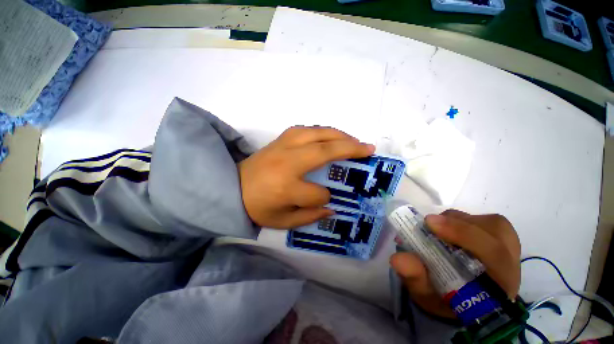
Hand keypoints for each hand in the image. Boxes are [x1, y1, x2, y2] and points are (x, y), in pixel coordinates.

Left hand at [238, 126, 374, 228]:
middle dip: (349, 149)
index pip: (317, 192)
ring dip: (339, 135)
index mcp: (286, 187)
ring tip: (354, 140)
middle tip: (368, 148)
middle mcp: (287, 161)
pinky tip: (331, 135)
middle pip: (324, 150)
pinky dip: (323, 131)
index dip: (324, 197)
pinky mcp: (280, 138)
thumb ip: (309, 216)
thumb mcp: (282, 222)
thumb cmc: (257, 206)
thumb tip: (332, 207)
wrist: (231, 186)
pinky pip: (306, 129)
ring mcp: (283, 145)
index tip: (324, 198)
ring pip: (318, 133)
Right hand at [390, 210, 520, 318]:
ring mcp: (508, 248)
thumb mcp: (427, 295)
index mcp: (499, 285)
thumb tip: (397, 258)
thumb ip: (415, 279)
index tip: (429, 223)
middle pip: (495, 232)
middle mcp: (509, 263)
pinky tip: (447, 228)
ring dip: (458, 221)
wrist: (462, 299)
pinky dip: (461, 219)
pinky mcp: (499, 239)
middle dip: (459, 224)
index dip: (463, 234)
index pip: (494, 254)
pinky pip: (484, 220)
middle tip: (429, 224)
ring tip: (436, 229)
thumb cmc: (447, 301)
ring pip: (489, 222)